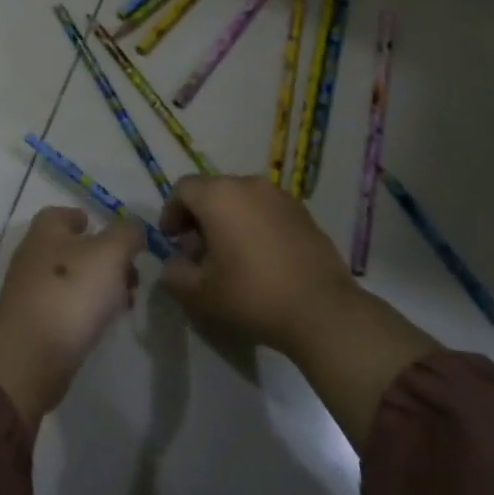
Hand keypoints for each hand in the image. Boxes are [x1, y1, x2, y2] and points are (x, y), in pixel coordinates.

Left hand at [0, 207, 143, 424]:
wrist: (31, 355)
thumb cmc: (71, 291)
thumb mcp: (110, 253)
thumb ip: (127, 234)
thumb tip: (134, 227)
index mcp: (46, 231)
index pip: (63, 214)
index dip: (86, 218)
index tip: (111, 232)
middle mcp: (34, 256)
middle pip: (72, 248)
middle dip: (104, 257)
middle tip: (132, 273)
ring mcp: (32, 292)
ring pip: (72, 279)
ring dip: (100, 286)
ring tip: (127, 301)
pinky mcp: (35, 324)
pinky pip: (66, 307)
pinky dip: (87, 310)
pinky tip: (105, 322)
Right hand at [156, 174, 357, 355]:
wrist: (322, 310)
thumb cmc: (252, 295)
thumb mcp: (199, 293)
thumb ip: (174, 273)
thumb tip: (173, 262)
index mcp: (219, 196)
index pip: (183, 189)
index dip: (171, 212)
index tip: (172, 240)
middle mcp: (249, 184)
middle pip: (212, 190)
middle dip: (198, 216)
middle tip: (198, 251)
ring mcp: (279, 196)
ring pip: (240, 198)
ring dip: (227, 218)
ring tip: (230, 255)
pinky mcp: (302, 211)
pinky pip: (265, 208)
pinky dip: (253, 223)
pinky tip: (259, 256)